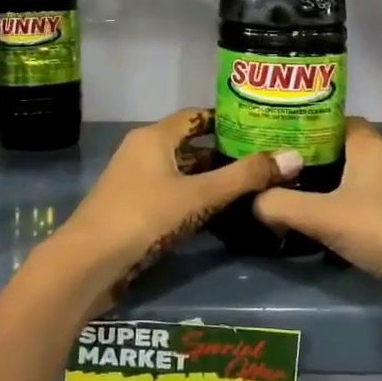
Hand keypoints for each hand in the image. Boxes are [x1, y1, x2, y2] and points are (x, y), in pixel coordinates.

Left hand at [46, 108, 301, 313]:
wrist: (87, 263)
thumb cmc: (143, 217)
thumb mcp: (198, 196)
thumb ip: (244, 177)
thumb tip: (294, 157)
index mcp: (153, 137)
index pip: (194, 117)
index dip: (225, 120)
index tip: (257, 127)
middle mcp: (141, 152)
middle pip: (188, 145)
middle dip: (223, 153)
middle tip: (262, 161)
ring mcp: (132, 181)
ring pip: (179, 172)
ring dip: (208, 179)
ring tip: (248, 187)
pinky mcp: (130, 209)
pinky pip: (169, 194)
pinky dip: (192, 198)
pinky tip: (215, 213)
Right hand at [254, 118, 381, 327]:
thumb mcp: (320, 215)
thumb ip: (279, 205)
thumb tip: (253, 201)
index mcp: (369, 143)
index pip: (331, 119)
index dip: (303, 125)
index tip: (273, 138)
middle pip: (339, 149)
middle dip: (309, 159)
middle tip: (274, 170)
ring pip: (352, 178)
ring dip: (326, 187)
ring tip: (289, 197)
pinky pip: (364, 204)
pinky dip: (342, 210)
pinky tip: (320, 226)